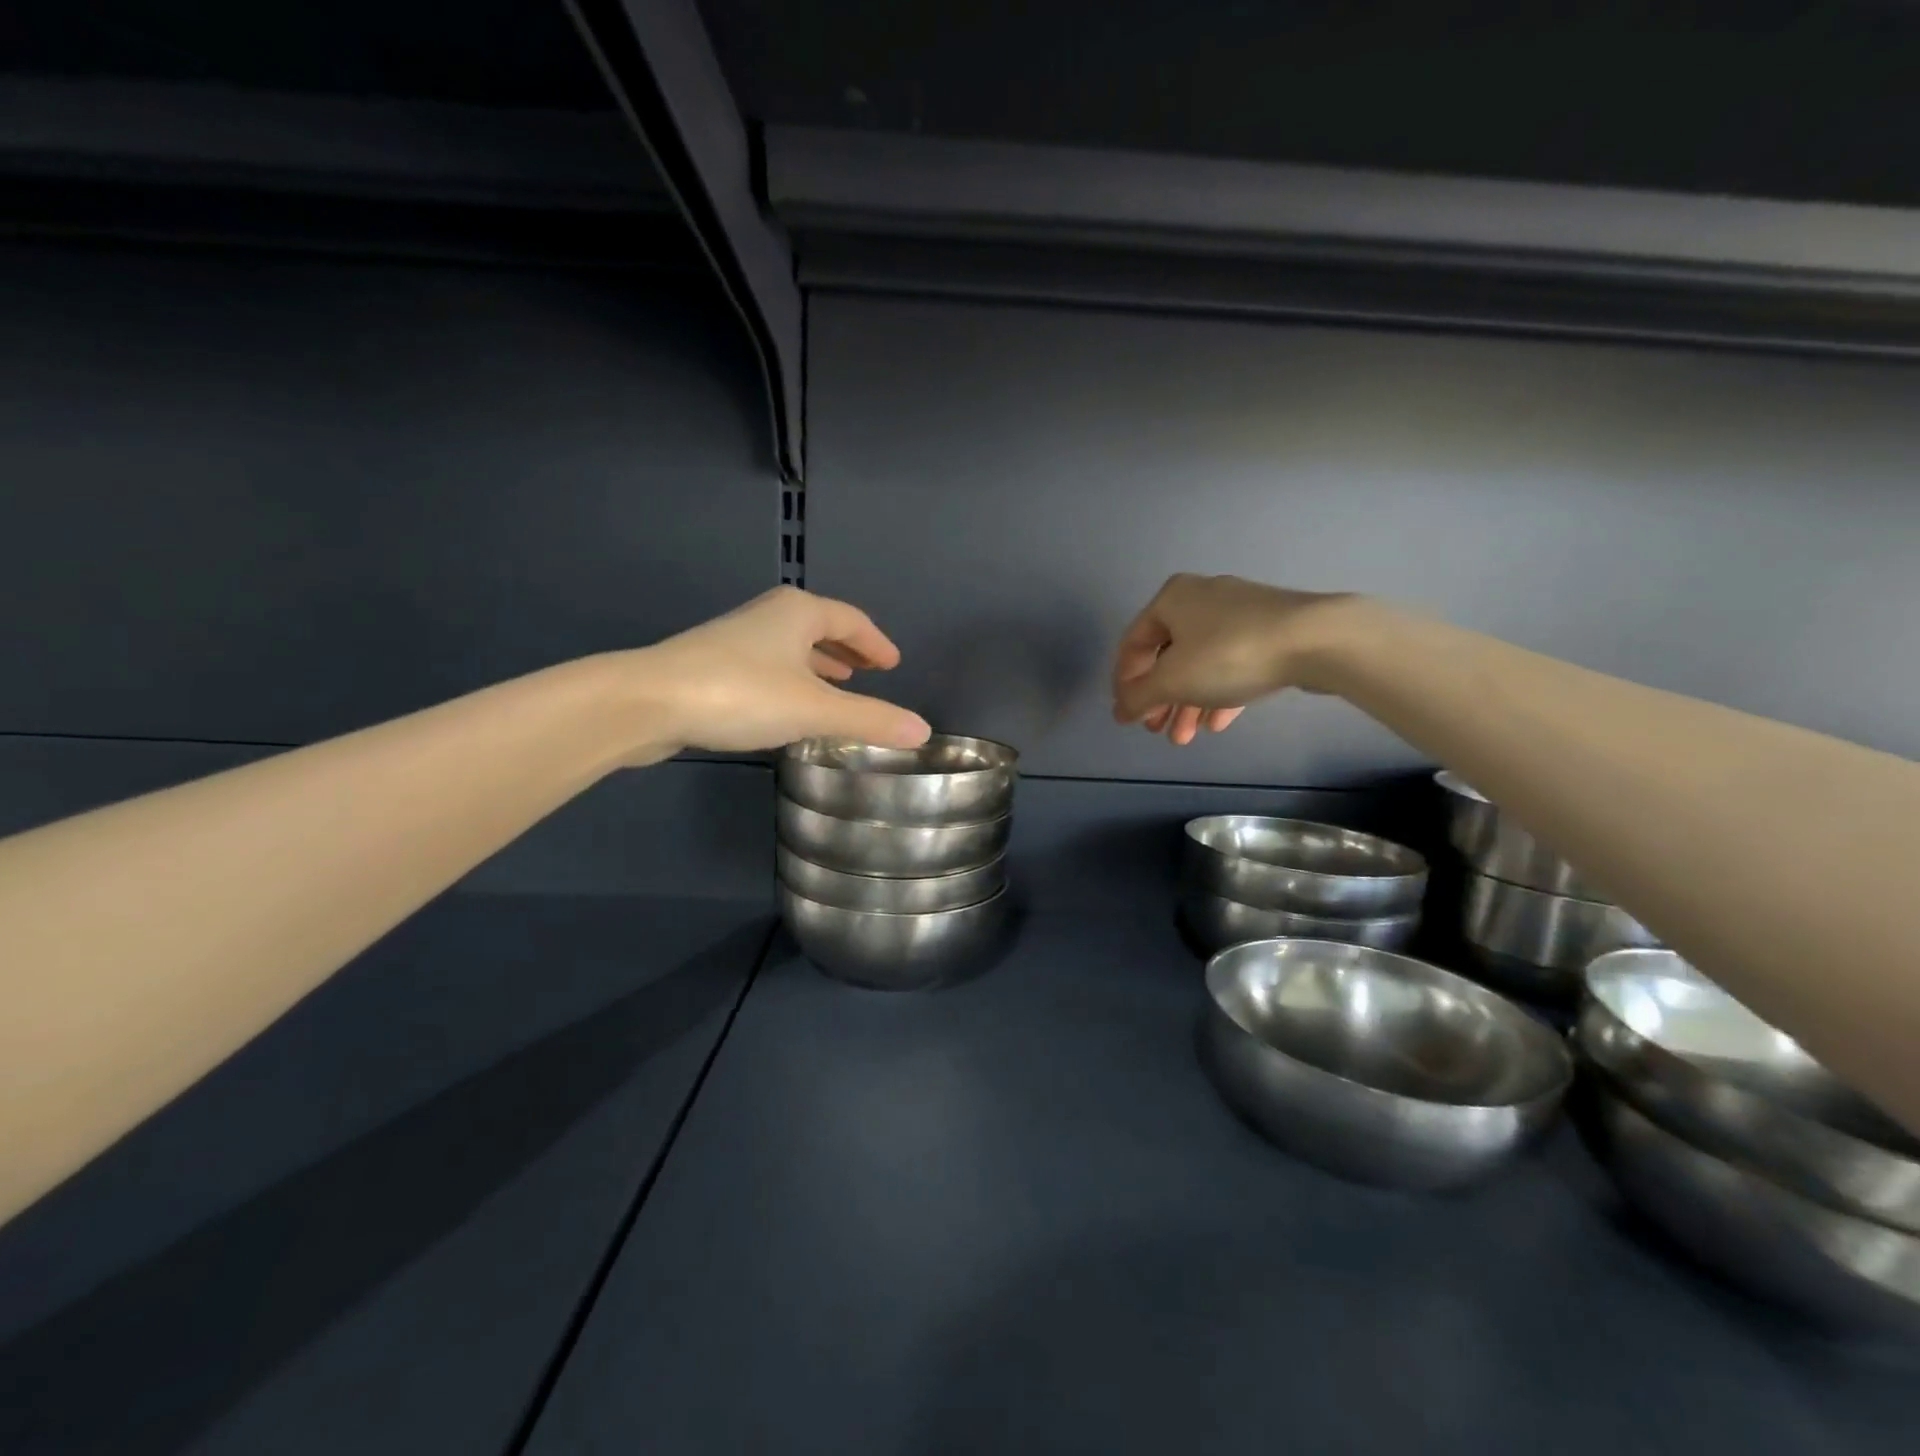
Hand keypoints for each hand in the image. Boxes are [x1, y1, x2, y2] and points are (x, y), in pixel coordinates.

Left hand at [622, 587, 930, 759]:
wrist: (648, 702)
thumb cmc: (741, 694)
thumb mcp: (815, 710)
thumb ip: (870, 720)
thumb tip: (923, 731)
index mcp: (799, 612)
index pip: (851, 620)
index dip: (876, 643)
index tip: (894, 663)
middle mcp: (769, 617)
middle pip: (820, 628)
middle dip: (847, 651)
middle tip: (870, 674)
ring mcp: (736, 639)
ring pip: (791, 649)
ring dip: (818, 667)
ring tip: (838, 688)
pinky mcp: (712, 666)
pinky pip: (769, 668)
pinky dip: (791, 682)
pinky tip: (789, 708)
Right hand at [1111, 574, 1355, 744]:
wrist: (1316, 639)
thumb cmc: (1229, 654)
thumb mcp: (1172, 681)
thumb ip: (1138, 697)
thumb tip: (1119, 711)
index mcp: (1171, 599)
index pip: (1133, 644)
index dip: (1124, 683)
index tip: (1127, 715)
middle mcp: (1201, 599)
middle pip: (1168, 656)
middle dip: (1160, 699)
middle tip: (1157, 730)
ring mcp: (1239, 613)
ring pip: (1201, 663)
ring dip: (1188, 703)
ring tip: (1185, 738)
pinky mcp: (1270, 630)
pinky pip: (1232, 664)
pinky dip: (1218, 692)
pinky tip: (1217, 723)